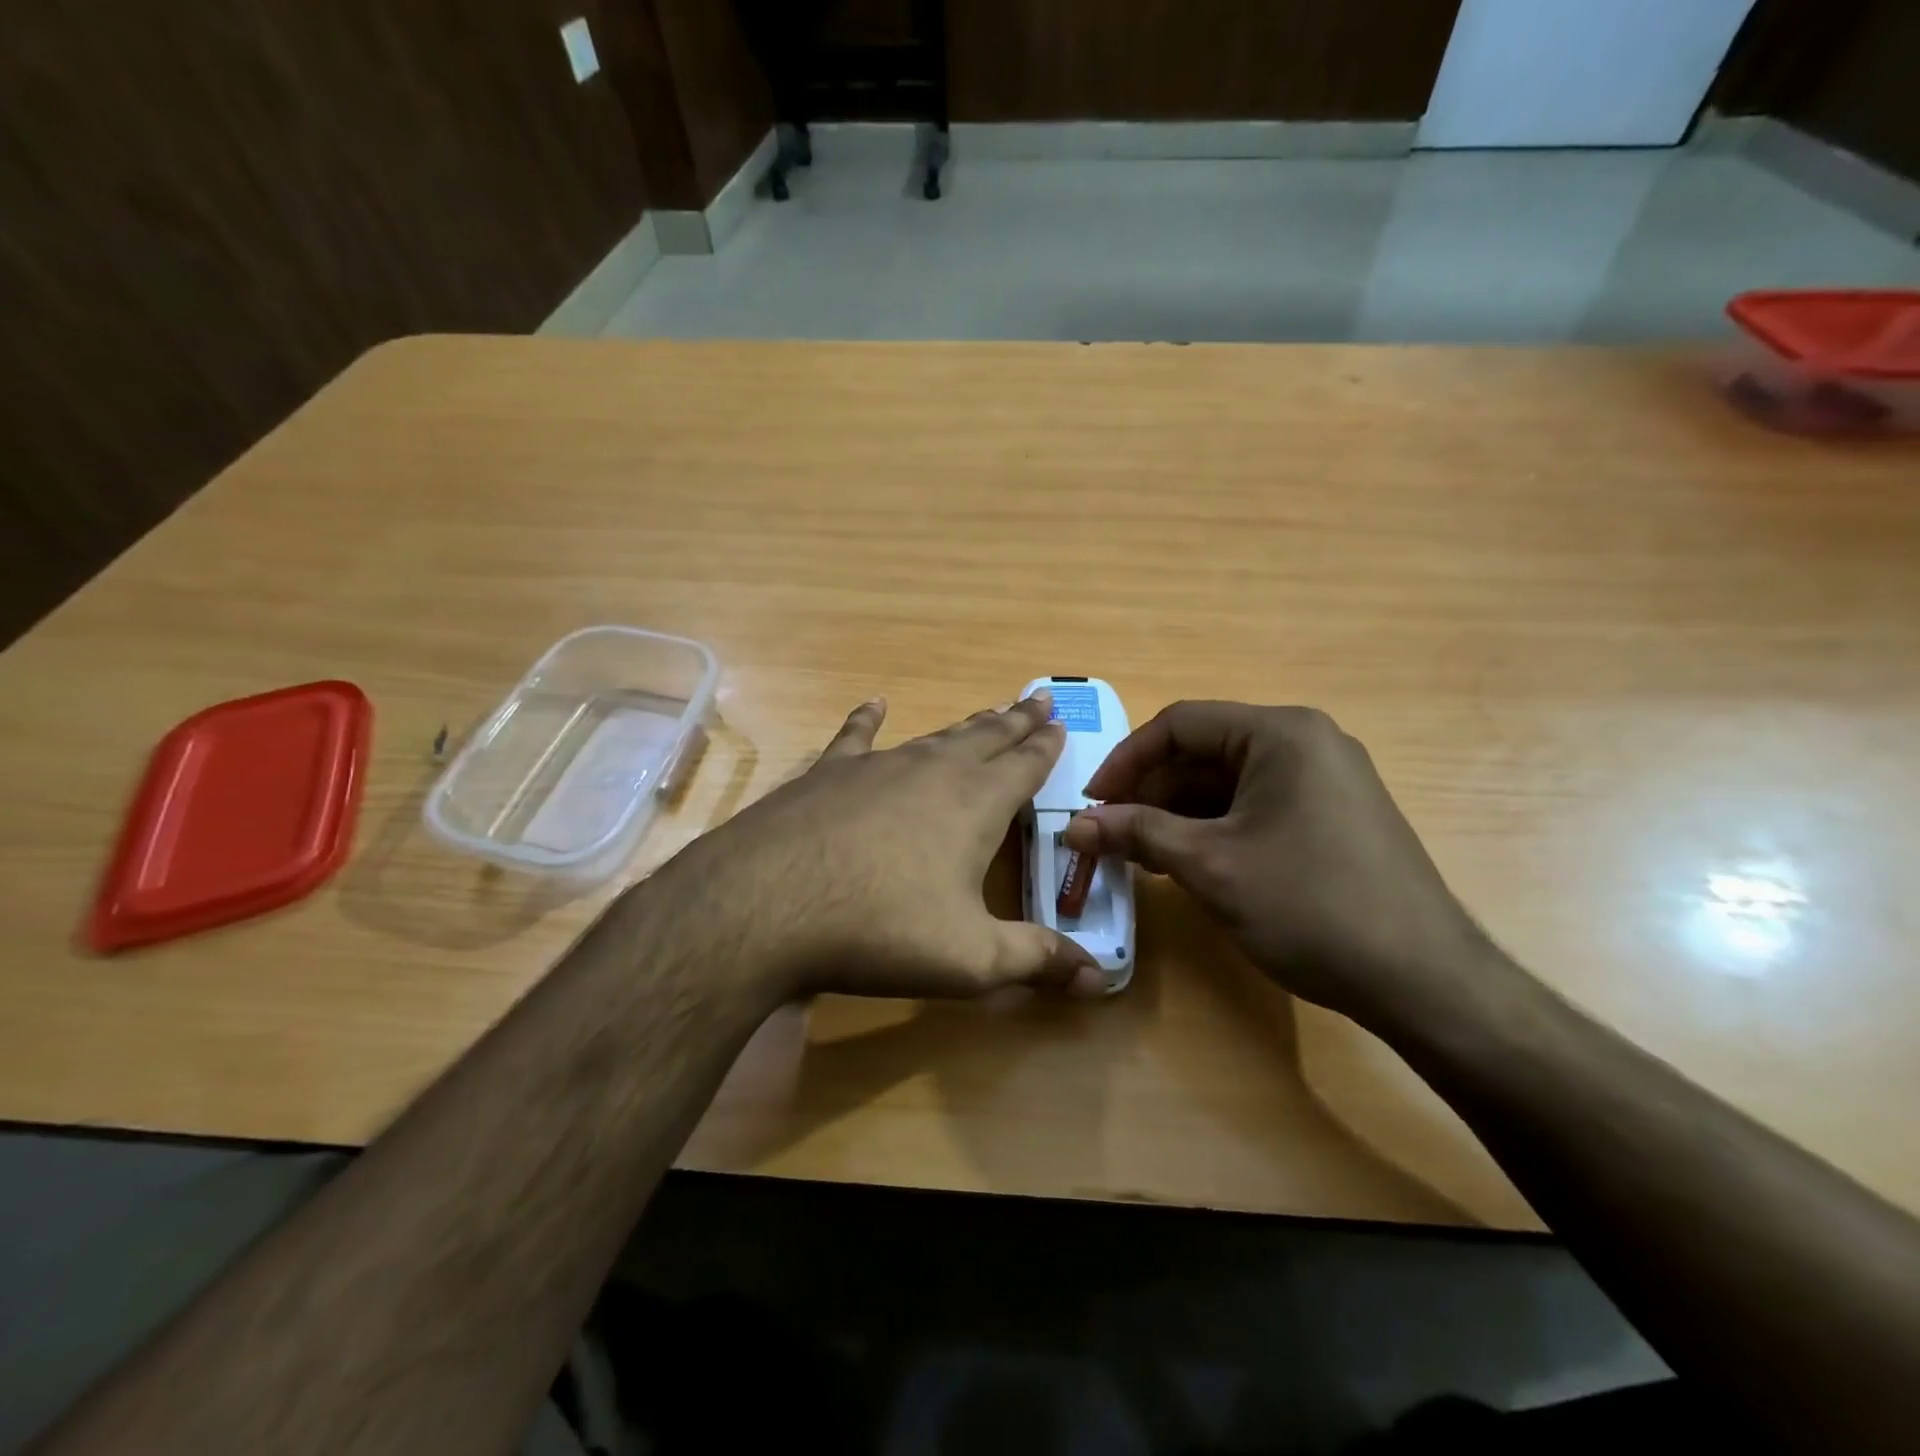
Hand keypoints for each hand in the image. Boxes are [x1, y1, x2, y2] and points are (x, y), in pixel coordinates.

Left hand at [662, 691, 1105, 1001]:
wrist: (767, 904)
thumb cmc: (881, 930)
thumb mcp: (970, 959)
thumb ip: (1037, 961)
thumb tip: (1100, 977)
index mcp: (976, 803)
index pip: (1026, 765)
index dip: (1047, 745)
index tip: (1061, 721)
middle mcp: (932, 771)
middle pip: (986, 737)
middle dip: (1016, 721)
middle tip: (1038, 699)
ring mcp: (876, 766)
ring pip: (933, 736)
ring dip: (964, 725)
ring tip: (986, 711)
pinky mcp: (826, 773)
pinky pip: (855, 737)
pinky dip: (867, 720)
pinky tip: (873, 704)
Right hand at [1062, 702, 1493, 1023]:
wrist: (1423, 980)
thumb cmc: (1310, 906)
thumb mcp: (1210, 866)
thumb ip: (1138, 834)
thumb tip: (1076, 827)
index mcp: (1281, 733)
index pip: (1180, 724)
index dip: (1126, 760)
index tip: (1092, 803)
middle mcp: (1306, 742)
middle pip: (1204, 751)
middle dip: (1151, 791)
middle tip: (1111, 834)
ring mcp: (1325, 778)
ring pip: (1228, 781)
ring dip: (1178, 813)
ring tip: (1141, 855)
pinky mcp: (1332, 814)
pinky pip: (1256, 804)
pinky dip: (1214, 827)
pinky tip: (1187, 861)